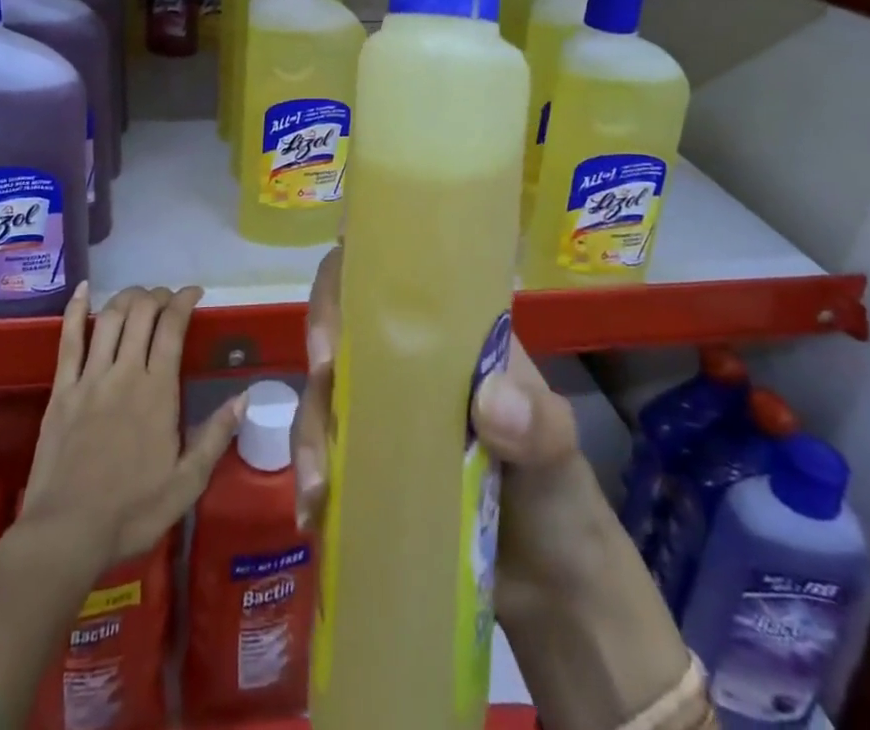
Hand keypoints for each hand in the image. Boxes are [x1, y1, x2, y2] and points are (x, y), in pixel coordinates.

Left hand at [20, 282, 244, 572]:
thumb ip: (216, 436)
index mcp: (157, 391)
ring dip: (127, 297)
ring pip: (110, 319)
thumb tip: (245, 397)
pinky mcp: (61, 390)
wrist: (66, 533)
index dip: (184, 301)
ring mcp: (89, 378)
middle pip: (141, 313)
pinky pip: (68, 340)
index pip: (172, 328)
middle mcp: (124, 373)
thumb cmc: (132, 511)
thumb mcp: (187, 483)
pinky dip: (76, 310)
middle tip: (168, 298)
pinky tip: (84, 290)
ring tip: (139, 295)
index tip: (195, 293)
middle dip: (158, 295)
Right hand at [291, 248, 634, 622]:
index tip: (341, 313)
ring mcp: (382, 415)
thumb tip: (489, 403)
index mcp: (449, 336)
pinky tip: (313, 513)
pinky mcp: (368, 466)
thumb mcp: (559, 449)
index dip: (352, 277)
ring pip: (324, 392)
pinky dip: (311, 474)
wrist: (554, 592)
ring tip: (318, 488)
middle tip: (320, 382)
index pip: (391, 278)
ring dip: (310, 428)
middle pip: (343, 326)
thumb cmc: (559, 495)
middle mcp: (406, 363)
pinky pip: (324, 451)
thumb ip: (537, 422)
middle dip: (319, 346)